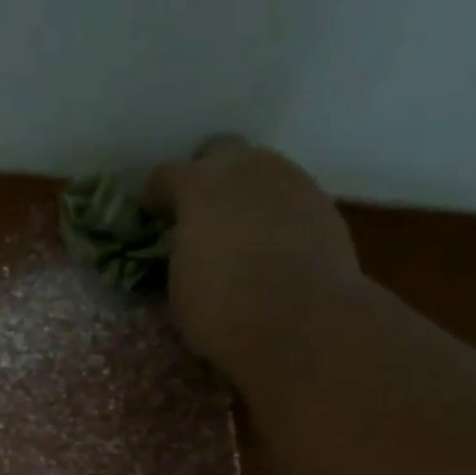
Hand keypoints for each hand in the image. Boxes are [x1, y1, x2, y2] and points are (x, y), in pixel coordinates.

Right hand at [148, 141, 358, 382]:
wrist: (303, 321)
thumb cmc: (225, 311)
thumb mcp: (179, 290)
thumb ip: (179, 254)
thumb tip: (185, 250)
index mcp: (199, 186)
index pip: (164, 176)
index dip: (155, 198)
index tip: (153, 220)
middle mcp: (245, 168)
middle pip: (218, 153)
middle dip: (205, 178)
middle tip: (198, 216)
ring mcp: (290, 179)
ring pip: (258, 171)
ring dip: (244, 195)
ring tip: (238, 233)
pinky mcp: (322, 202)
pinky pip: (287, 196)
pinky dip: (274, 214)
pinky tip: (272, 247)